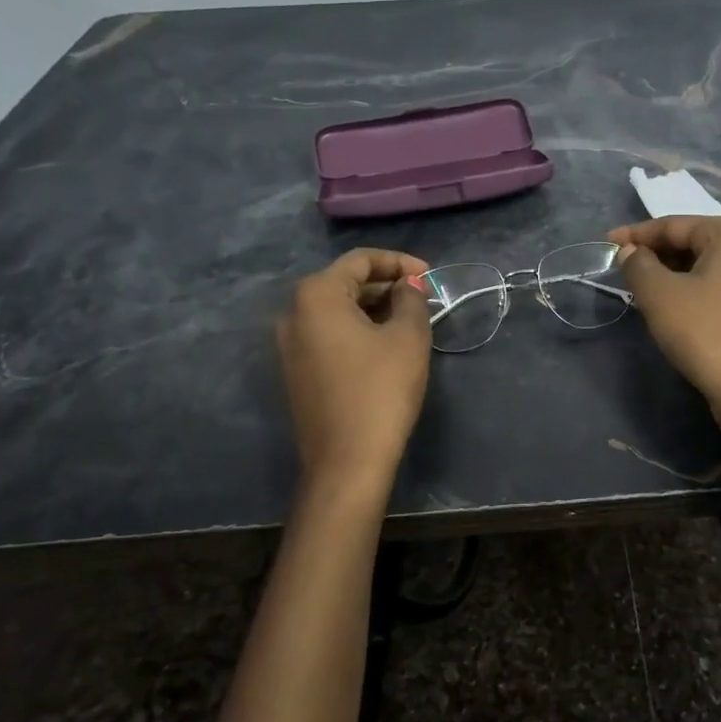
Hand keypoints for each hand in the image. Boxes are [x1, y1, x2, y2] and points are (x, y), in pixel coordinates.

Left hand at [277, 248, 431, 487]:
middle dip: (386, 285)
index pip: (360, 260)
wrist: (347, 461)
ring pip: (337, 310)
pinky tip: (386, 342)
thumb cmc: (381, 390)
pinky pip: (329, 334)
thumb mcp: (408, 337)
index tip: (431, 276)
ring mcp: (289, 345)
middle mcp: (293, 313)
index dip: (399, 262)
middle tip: (423, 297)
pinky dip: (358, 329)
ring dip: (374, 307)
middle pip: (345, 283)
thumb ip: (411, 299)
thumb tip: (408, 286)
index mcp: (316, 295)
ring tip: (411, 318)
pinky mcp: (296, 371)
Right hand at [607, 216, 720, 456]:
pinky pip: (715, 285)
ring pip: (702, 265)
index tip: (605, 243)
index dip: (635, 234)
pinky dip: (688, 289)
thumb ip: (638, 264)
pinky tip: (666, 304)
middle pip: (690, 242)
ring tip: (636, 285)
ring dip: (668, 273)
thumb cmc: (704, 332)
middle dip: (653, 253)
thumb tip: (629, 252)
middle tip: (619, 267)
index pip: (674, 225)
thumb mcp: (660, 294)